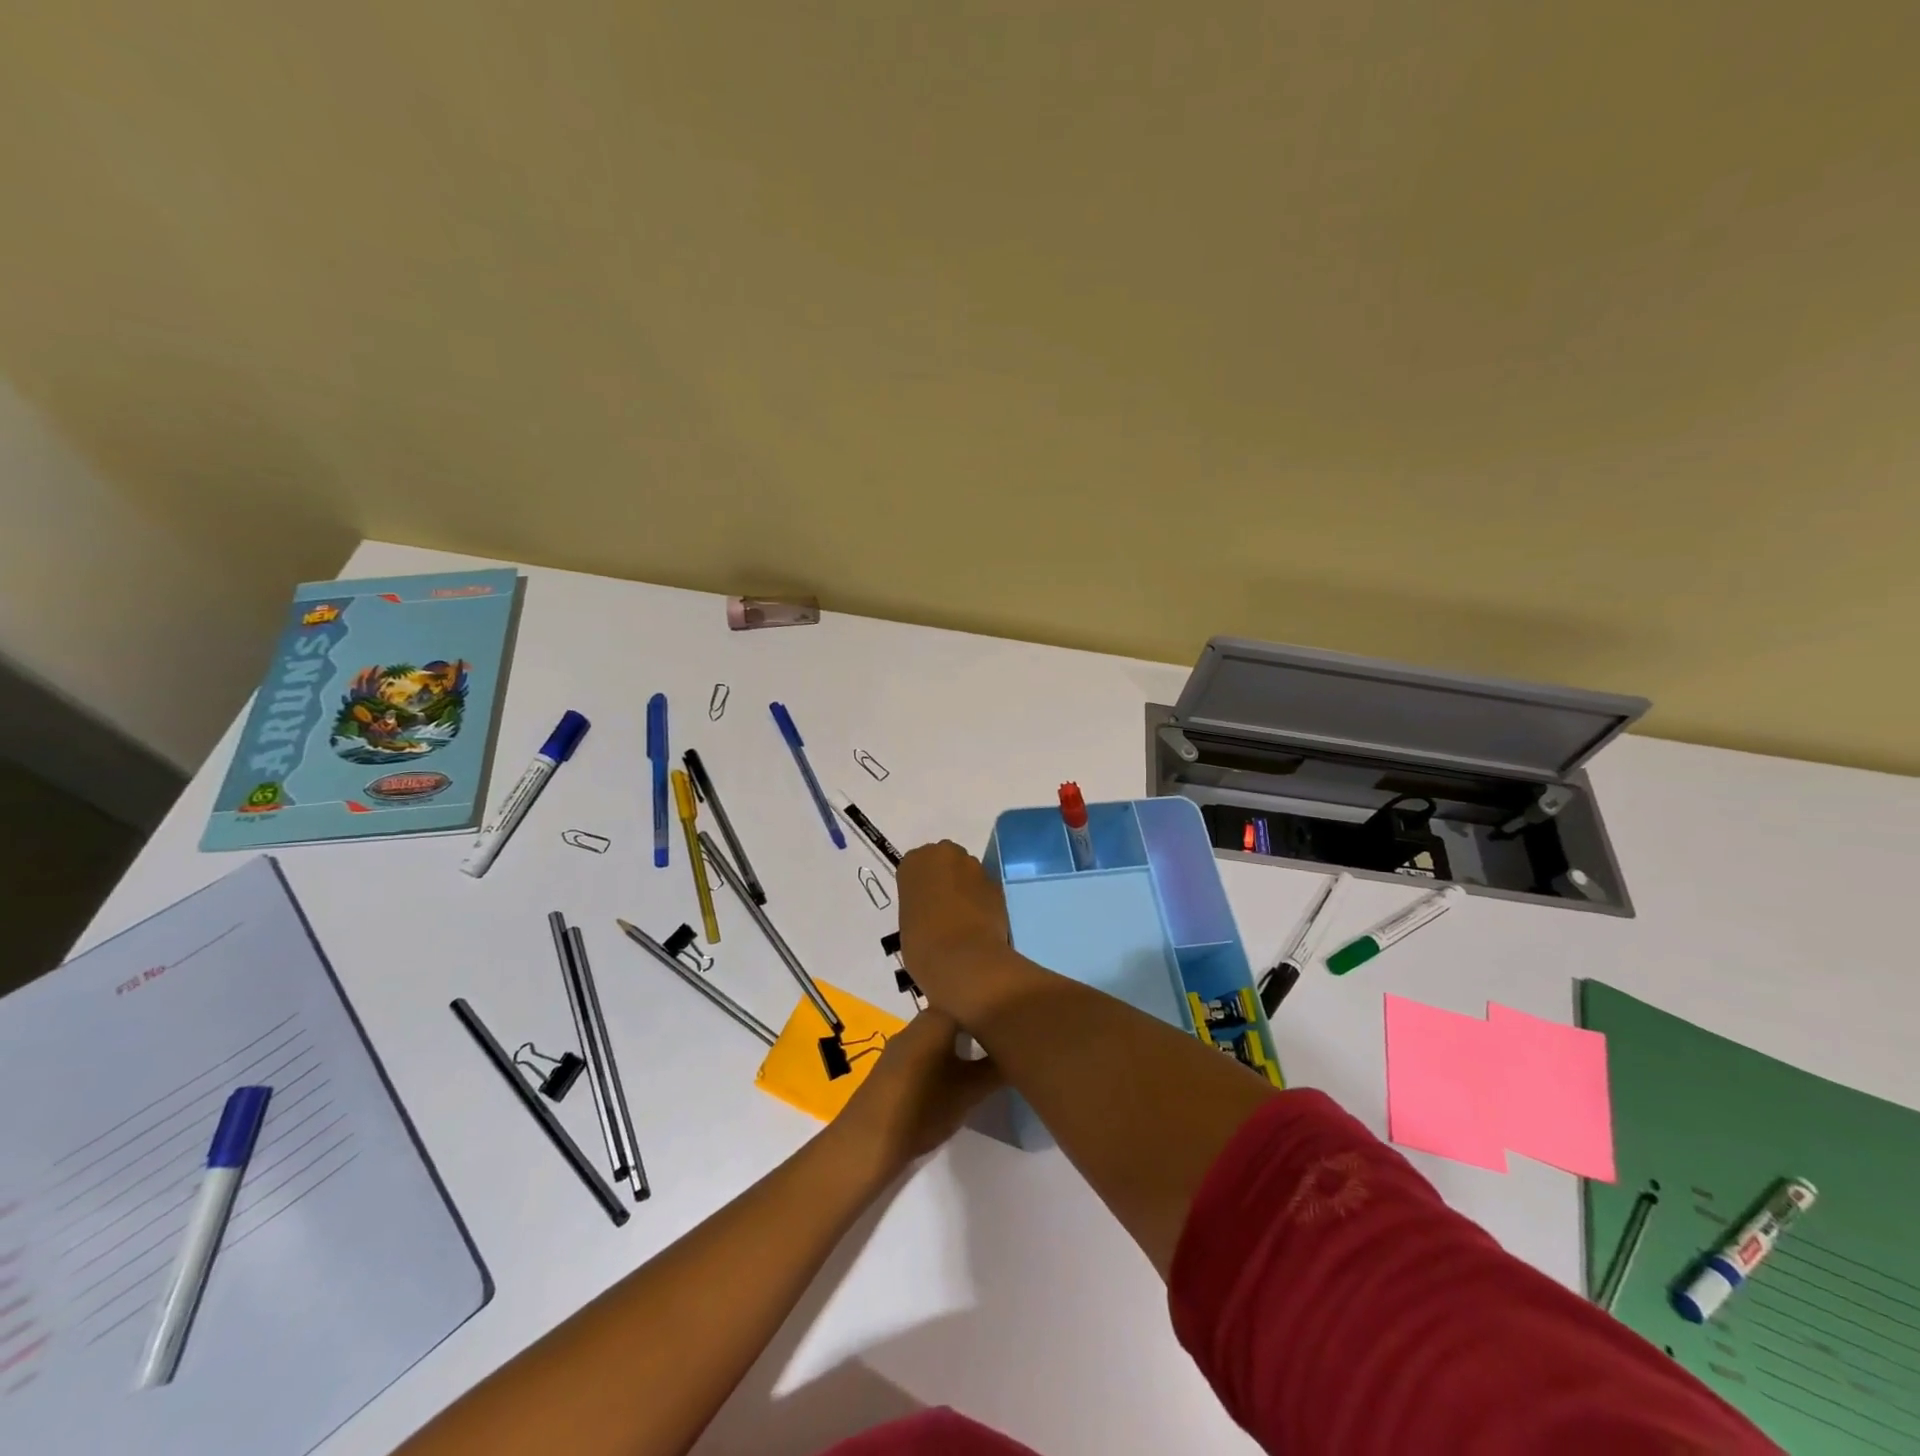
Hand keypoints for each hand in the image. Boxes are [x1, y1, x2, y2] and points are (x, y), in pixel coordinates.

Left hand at [834, 1009, 1000, 1172]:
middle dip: (976, 1024)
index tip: (1013, 1016)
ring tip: (982, 1056)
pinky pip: (924, 1048)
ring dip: (958, 1041)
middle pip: (953, 1013)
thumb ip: (997, 1069)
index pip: (970, 997)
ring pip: (938, 1032)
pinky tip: (951, 1073)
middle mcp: (917, 1022)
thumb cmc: (925, 1107)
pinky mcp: (891, 1063)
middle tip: (1003, 1037)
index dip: (992, 1005)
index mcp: (937, 1018)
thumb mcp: (970, 1091)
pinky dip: (941, 1054)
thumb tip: (1020, 1053)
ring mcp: (901, 1042)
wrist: (869, 1139)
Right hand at [897, 840, 1010, 1007]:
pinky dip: (982, 902)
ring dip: (965, 889)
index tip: (921, 905)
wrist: (963, 959)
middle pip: (944, 861)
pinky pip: (984, 890)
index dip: (920, 886)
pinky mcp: (997, 885)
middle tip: (940, 908)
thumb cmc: (922, 943)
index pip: (915, 866)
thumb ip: (919, 905)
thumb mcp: (907, 921)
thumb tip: (932, 910)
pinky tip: (978, 925)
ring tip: (961, 920)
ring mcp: (975, 867)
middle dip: (944, 879)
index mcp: (915, 861)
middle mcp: (946, 855)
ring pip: (967, 873)